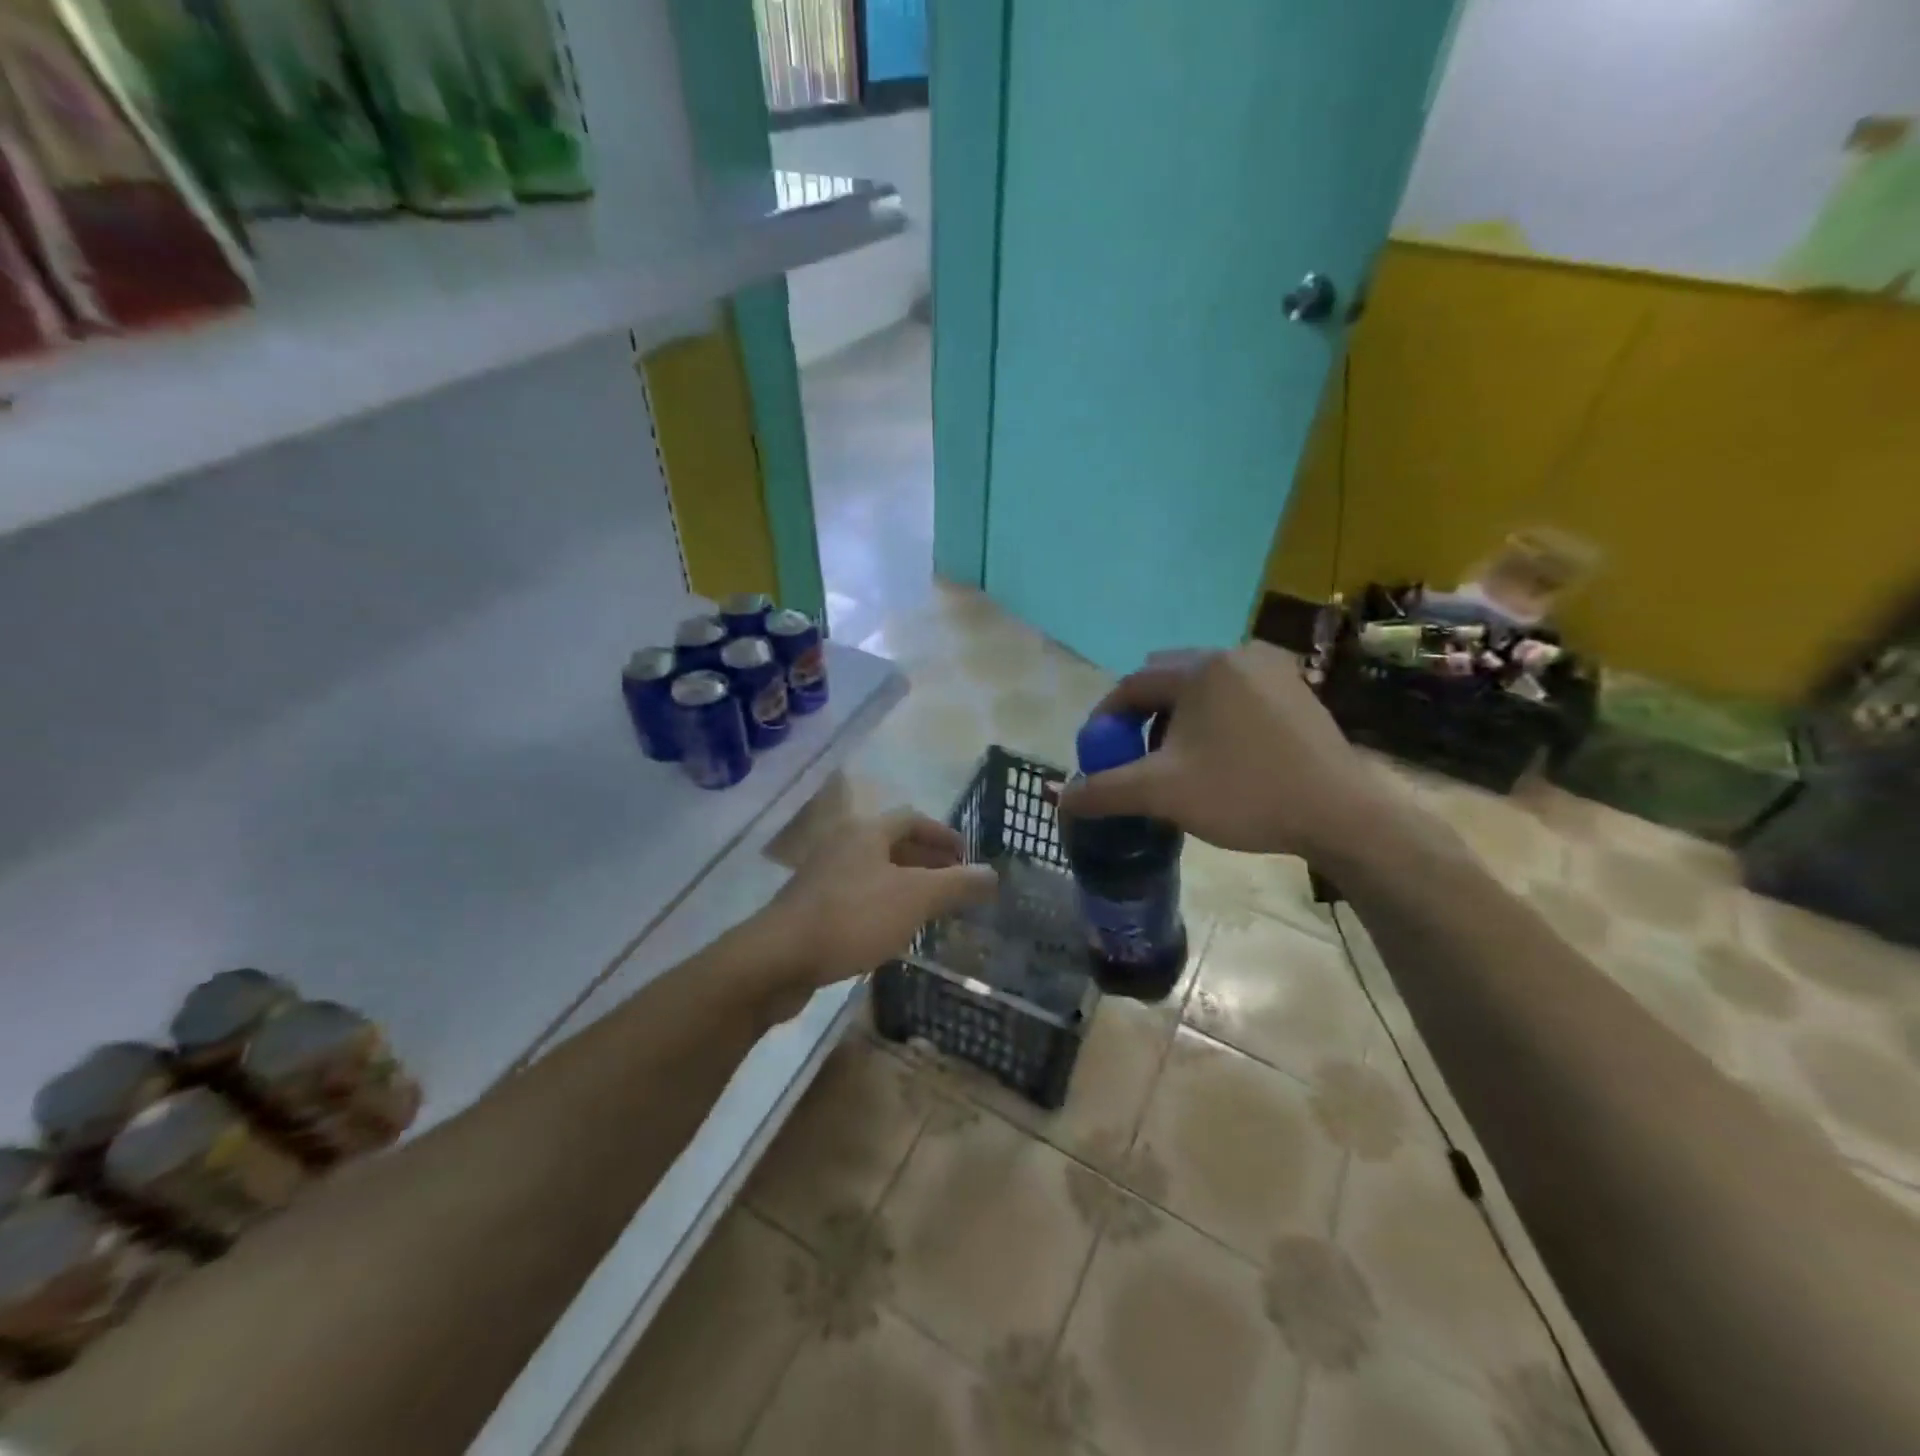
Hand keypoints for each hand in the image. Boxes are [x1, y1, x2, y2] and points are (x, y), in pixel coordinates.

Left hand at [765, 808, 998, 991]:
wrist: (778, 958)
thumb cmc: (853, 918)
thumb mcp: (915, 899)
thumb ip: (957, 884)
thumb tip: (992, 874)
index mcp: (867, 832)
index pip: (913, 819)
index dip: (943, 834)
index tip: (967, 855)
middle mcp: (843, 845)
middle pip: (892, 844)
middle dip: (927, 859)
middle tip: (954, 880)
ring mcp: (823, 877)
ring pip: (874, 872)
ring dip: (905, 883)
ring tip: (931, 907)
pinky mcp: (810, 908)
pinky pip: (857, 896)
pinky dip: (883, 904)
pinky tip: (894, 930)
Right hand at [1055, 643, 1391, 860]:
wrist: (1340, 815)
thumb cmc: (1244, 794)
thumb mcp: (1162, 793)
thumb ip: (1104, 790)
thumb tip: (1061, 798)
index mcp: (1200, 669)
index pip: (1132, 685)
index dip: (1106, 720)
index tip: (1099, 754)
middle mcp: (1235, 654)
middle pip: (1167, 679)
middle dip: (1143, 715)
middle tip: (1138, 757)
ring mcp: (1272, 668)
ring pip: (1202, 686)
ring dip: (1179, 716)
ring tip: (1178, 758)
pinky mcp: (1296, 689)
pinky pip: (1235, 693)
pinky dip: (1214, 716)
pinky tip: (1221, 753)